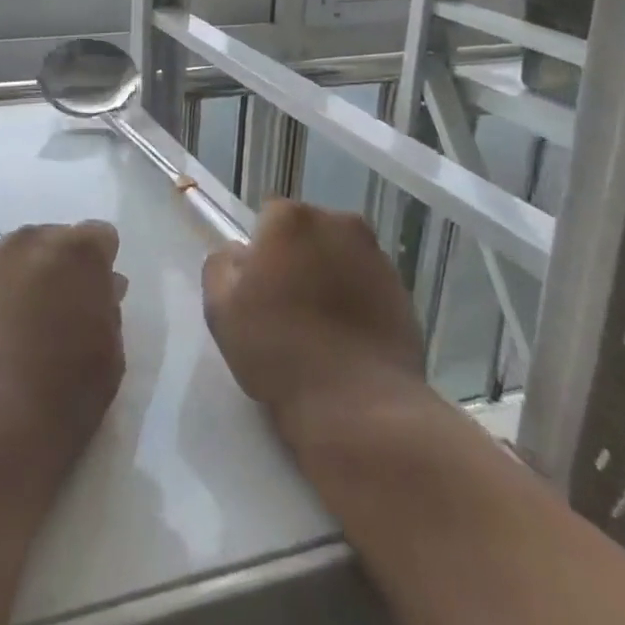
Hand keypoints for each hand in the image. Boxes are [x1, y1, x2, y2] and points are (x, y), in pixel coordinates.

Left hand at [0, 221, 125, 468]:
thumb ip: (108, 313)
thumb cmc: (60, 400)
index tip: (100, 296)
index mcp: (78, 254)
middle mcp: (31, 245)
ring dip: (29, 279)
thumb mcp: (108, 359)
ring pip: (18, 259)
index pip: (99, 237)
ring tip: (31, 325)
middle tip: (66, 311)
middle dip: (63, 267)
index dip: (101, 266)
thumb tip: (105, 290)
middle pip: (55, 240)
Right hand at [203, 199, 425, 426]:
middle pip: (308, 232)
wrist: (358, 406)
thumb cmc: (278, 350)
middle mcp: (339, 224)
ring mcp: (377, 257)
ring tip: (320, 325)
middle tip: (287, 303)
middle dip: (297, 256)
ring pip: (340, 256)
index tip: (259, 286)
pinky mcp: (404, 292)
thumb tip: (240, 253)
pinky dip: (357, 299)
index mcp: (292, 220)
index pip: (268, 218)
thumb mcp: (220, 309)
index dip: (261, 250)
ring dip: (329, 275)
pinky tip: (347, 338)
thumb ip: (221, 266)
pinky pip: (367, 284)